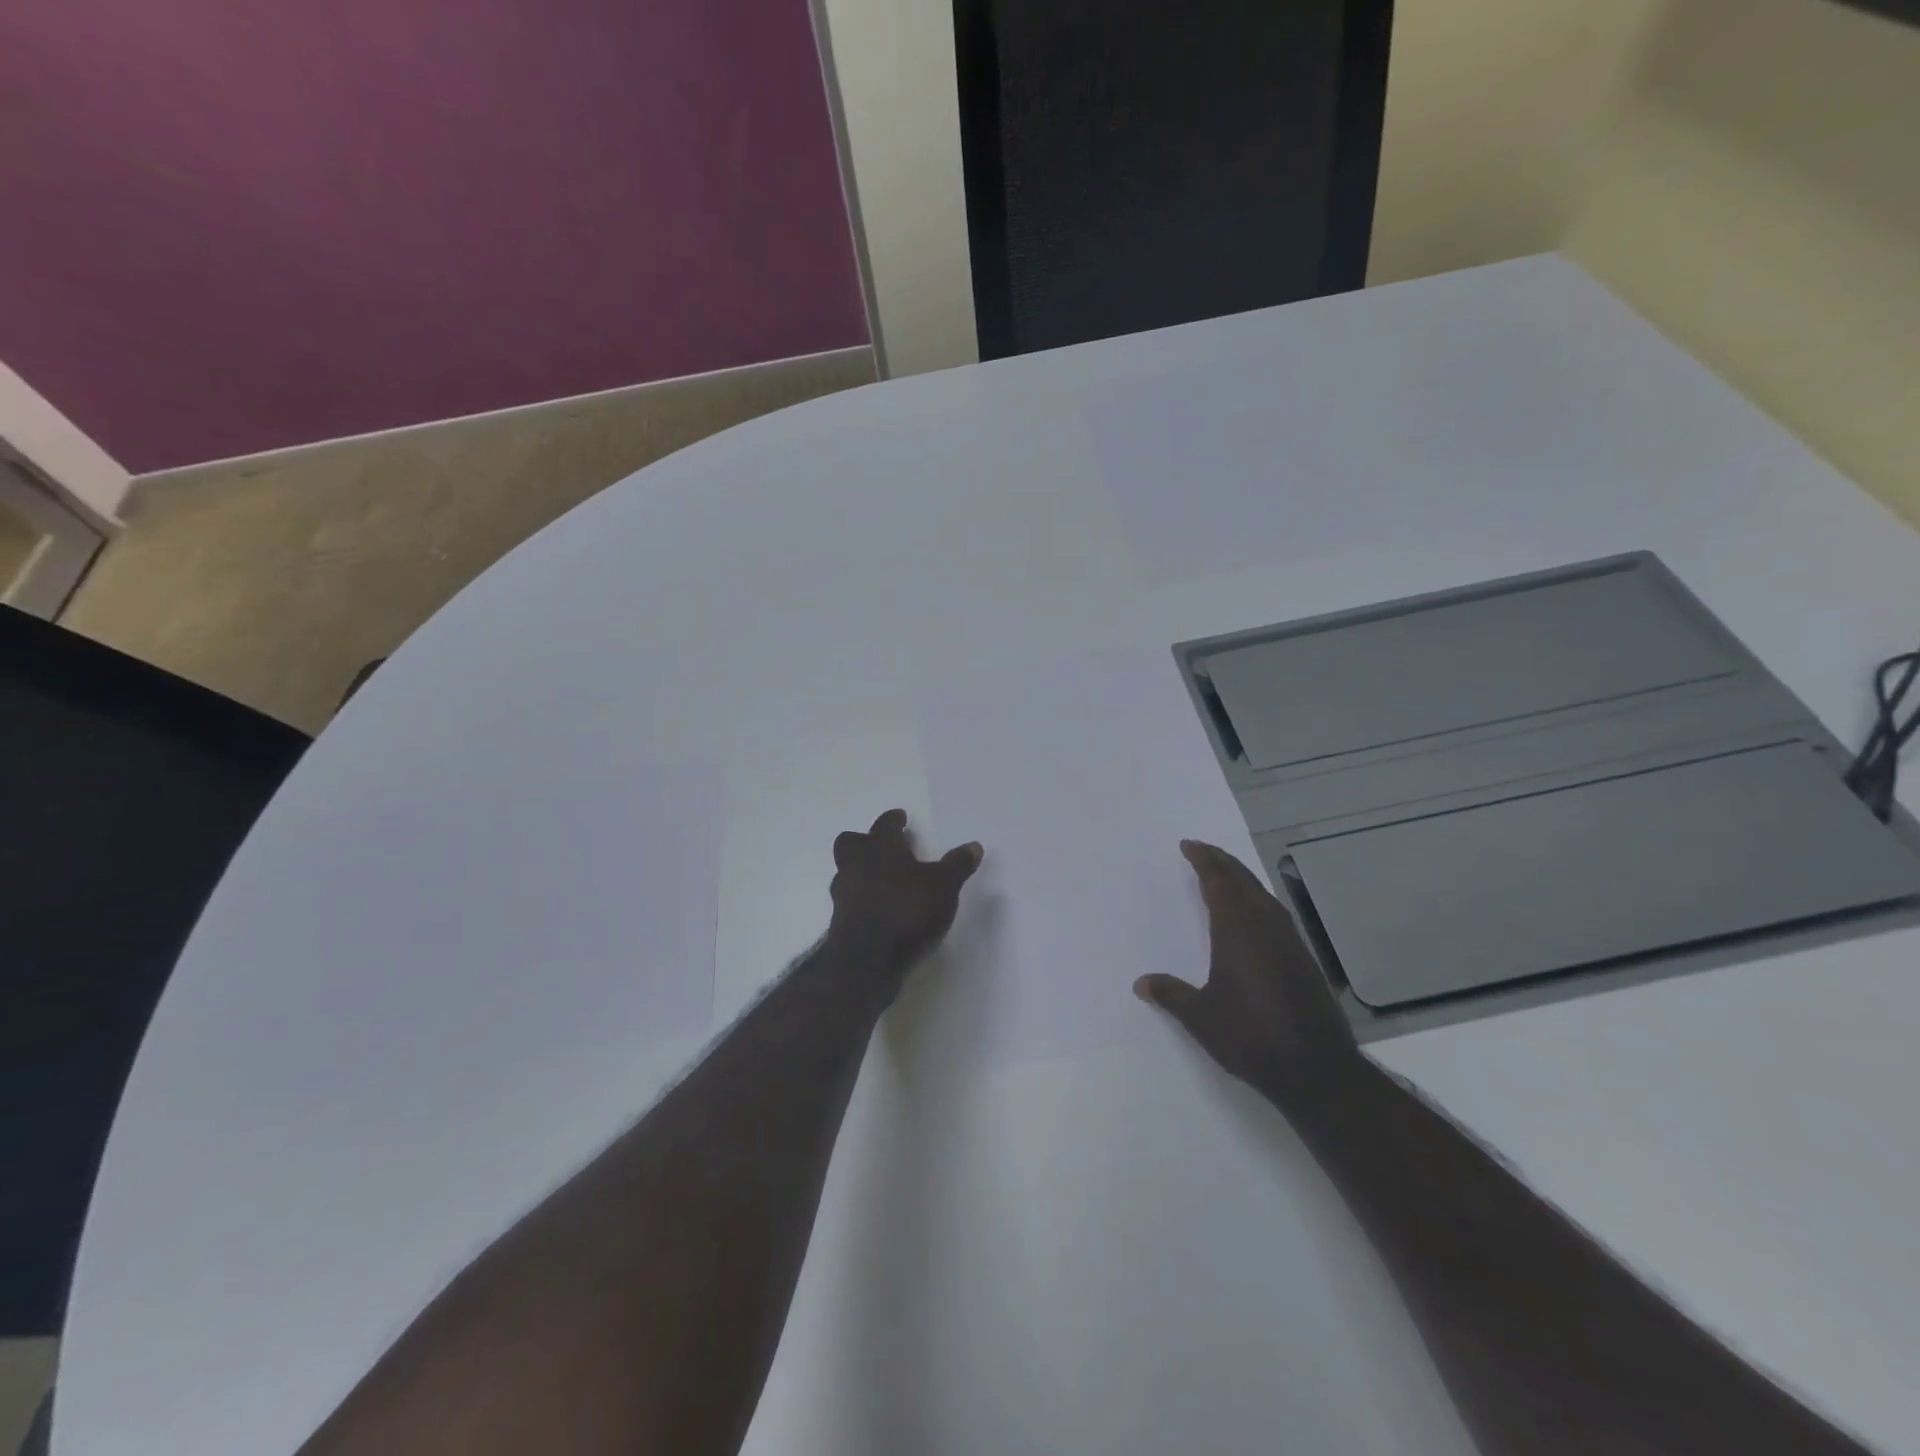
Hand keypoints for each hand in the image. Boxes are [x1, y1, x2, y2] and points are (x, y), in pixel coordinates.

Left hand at [825, 810, 982, 994]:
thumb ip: (957, 865)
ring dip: (861, 871)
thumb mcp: (944, 886)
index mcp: (880, 848)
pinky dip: (862, 899)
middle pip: (851, 842)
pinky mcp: (840, 921)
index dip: (894, 820)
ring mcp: (844, 894)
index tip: (900, 818)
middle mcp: (856, 865)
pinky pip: (849, 900)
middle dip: (865, 841)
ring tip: (884, 881)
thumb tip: (974, 846)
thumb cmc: (907, 911)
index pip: (885, 825)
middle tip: (884, 847)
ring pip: (846, 872)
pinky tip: (879, 909)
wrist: (867, 960)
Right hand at [1135, 840, 1359, 1107]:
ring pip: (1263, 895)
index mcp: (1237, 930)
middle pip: (1243, 880)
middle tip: (1202, 851)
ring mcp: (1289, 941)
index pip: (1219, 881)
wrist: (1315, 1068)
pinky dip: (1258, 900)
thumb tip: (1140, 983)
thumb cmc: (1250, 1036)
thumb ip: (1170, 994)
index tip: (1189, 846)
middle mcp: (1265, 926)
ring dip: (1242, 879)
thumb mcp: (1200, 1017)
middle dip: (1222, 861)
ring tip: (1225, 875)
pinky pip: (1275, 913)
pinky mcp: (1303, 958)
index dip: (1204, 860)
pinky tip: (1254, 914)